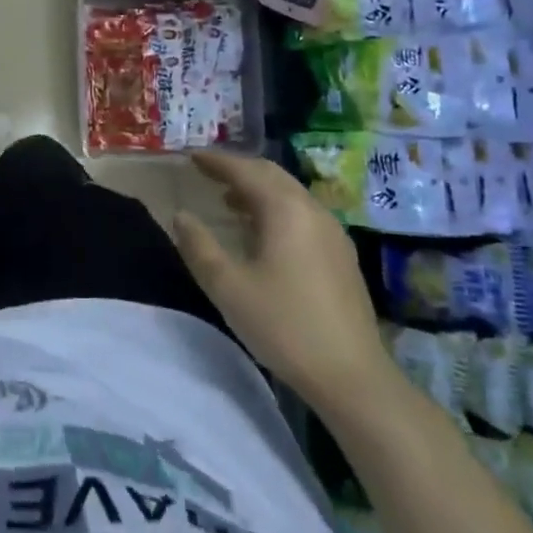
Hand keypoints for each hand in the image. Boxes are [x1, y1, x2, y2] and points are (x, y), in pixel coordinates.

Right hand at [173, 152, 394, 406]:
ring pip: (290, 194)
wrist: (351, 375)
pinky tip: (262, 234)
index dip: (216, 162)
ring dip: (258, 190)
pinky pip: (302, 214)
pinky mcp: (342, 255)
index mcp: (284, 209)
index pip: (245, 170)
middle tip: (209, 173)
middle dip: (239, 170)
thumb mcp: (228, 286)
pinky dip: (276, 209)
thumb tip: (181, 216)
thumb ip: (199, 246)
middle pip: (272, 175)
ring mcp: (332, 232)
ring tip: (228, 202)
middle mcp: (312, 210)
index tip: (192, 157)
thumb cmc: (283, 325)